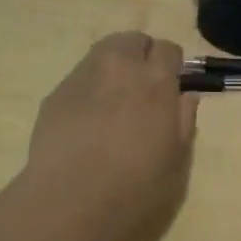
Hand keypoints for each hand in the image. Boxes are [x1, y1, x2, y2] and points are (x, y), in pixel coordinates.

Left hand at [24, 32, 196, 240]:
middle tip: (143, 88)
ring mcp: (83, 77)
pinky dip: (89, 89)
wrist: (71, 200)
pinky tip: (87, 120)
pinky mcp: (56, 94)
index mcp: (156, 81)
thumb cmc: (137, 185)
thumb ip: (184, 120)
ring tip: (114, 100)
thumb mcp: (176, 159)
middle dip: (141, 56)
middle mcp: (119, 68)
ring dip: (114, 66)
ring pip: (102, 53)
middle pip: (133, 40)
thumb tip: (185, 96)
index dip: (172, 66)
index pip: (168, 49)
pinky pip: (79, 79)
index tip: (171, 87)